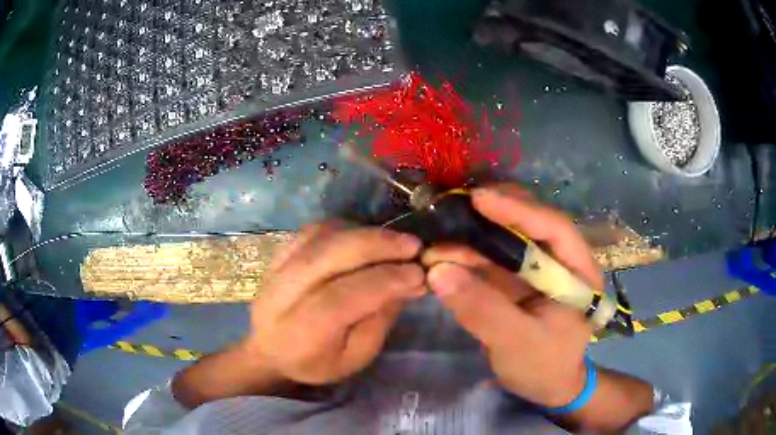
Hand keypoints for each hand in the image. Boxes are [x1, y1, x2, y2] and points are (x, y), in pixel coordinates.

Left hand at [245, 222, 424, 384]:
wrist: (269, 350)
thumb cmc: (316, 362)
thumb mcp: (355, 358)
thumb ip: (379, 321)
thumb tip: (406, 280)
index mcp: (301, 333)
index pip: (342, 298)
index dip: (384, 280)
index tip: (418, 273)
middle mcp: (282, 296)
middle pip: (328, 257)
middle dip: (376, 245)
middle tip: (412, 245)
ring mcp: (275, 270)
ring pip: (320, 237)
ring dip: (362, 232)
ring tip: (393, 241)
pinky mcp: (277, 254)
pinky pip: (311, 230)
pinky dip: (343, 227)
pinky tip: (364, 234)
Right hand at [422, 184, 602, 407]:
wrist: (546, 387)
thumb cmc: (544, 367)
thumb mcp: (517, 343)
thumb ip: (483, 310)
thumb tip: (438, 271)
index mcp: (578, 270)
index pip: (554, 228)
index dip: (519, 210)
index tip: (479, 198)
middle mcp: (560, 260)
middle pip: (529, 223)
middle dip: (491, 215)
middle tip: (453, 209)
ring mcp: (537, 269)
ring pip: (506, 239)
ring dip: (472, 236)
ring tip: (438, 238)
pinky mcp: (516, 280)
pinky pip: (490, 260)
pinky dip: (466, 256)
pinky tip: (442, 255)